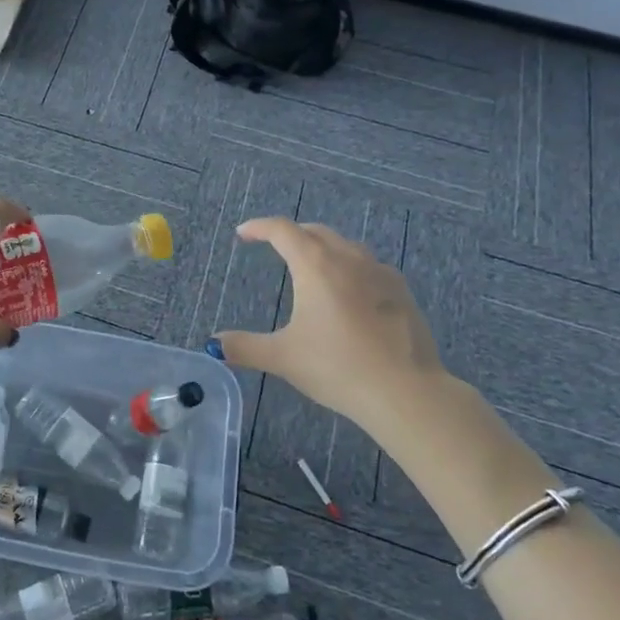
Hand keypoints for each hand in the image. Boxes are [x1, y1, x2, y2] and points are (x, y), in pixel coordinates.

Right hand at [213, 217, 448, 423]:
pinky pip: (369, 266)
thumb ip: (245, 347)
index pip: (282, 230)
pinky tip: (351, 293)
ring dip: (323, 247)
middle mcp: (348, 258)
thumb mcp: (283, 358)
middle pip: (315, 232)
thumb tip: (213, 344)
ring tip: (312, 266)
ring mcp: (380, 273)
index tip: (243, 234)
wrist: (406, 392)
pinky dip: (350, 267)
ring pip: (345, 246)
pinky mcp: (402, 292)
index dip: (259, 228)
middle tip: (274, 246)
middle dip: (291, 234)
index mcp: (316, 265)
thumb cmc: (338, 367)